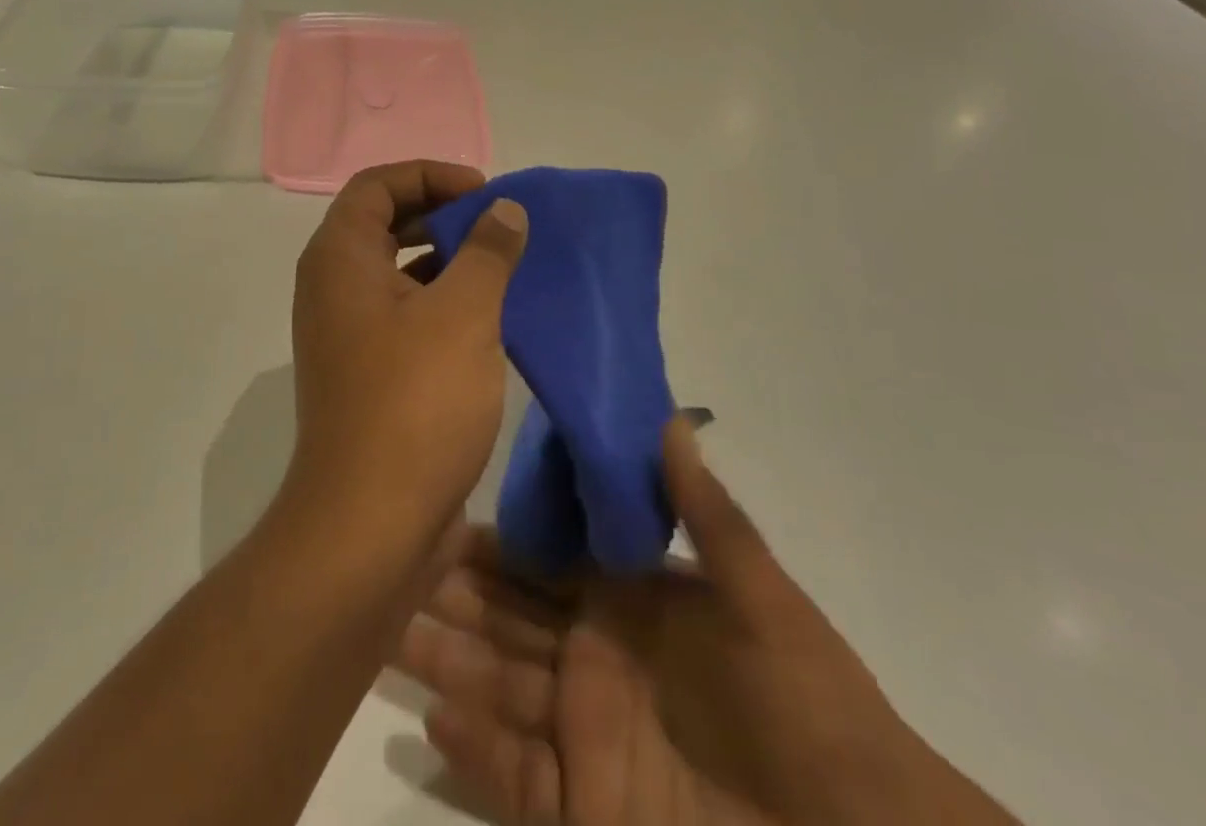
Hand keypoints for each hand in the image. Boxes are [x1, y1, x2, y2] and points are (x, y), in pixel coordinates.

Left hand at [283, 161, 529, 562]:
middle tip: (496, 223)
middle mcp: (332, 287)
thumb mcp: (463, 314)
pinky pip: (402, 312)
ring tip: (501, 264)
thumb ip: (486, 251)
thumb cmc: (414, 403)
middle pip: (383, 222)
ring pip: (396, 270)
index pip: (377, 185)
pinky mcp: (365, 372)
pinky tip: (488, 317)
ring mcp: (345, 332)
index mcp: (340, 258)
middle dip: (441, 213)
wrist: (368, 527)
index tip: (483, 192)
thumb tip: (504, 209)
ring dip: (445, 258)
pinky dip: (440, 300)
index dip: (430, 175)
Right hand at [395, 422, 1021, 825]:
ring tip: (390, 630)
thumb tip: (668, 418)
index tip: (444, 515)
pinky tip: (430, 711)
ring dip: (448, 658)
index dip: (499, 544)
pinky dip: (474, 746)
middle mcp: (599, 662)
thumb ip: (708, 514)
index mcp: (635, 607)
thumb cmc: (815, 717)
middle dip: (456, 595)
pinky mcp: (586, 811)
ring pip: (501, 687)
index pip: (550, 563)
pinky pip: (516, 774)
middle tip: (393, 565)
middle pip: (511, 621)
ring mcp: (589, 737)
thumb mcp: (763, 603)